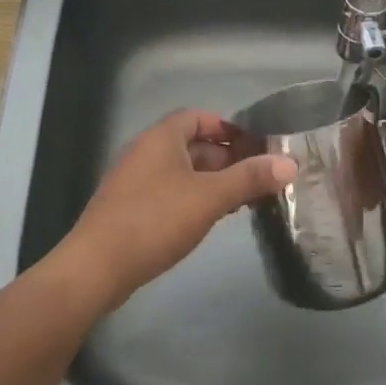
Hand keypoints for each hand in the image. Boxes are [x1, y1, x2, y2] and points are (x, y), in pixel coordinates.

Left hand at [54, 110, 295, 312]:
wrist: (96, 267)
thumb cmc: (154, 220)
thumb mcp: (209, 198)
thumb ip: (249, 179)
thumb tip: (289, 163)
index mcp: (161, 137)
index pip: (197, 117)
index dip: (226, 127)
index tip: (254, 146)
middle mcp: (145, 151)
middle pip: (191, 144)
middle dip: (224, 158)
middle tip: (256, 178)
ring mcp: (134, 181)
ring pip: (181, 171)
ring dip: (210, 181)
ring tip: (240, 201)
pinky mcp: (129, 208)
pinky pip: (168, 192)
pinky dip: (191, 198)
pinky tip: (207, 220)